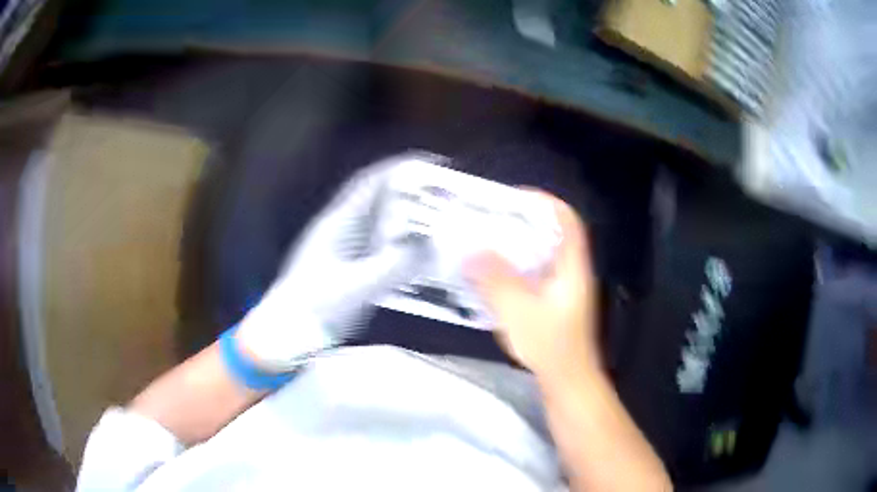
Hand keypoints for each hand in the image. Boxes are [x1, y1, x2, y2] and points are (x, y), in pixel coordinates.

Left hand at [235, 155, 426, 371]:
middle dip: (413, 193)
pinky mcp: (347, 267)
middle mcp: (340, 229)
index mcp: (337, 224)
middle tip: (448, 197)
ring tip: (441, 221)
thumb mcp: (355, 288)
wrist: (285, 334)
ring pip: (382, 223)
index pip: (371, 183)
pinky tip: (419, 253)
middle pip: (380, 199)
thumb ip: (393, 268)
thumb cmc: (312, 309)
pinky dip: (402, 243)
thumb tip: (432, 245)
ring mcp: (343, 248)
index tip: (434, 164)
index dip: (401, 167)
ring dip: (409, 218)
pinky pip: (381, 246)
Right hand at [466, 191, 599, 385]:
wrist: (567, 381)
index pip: (566, 219)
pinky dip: (513, 269)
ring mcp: (563, 290)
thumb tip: (471, 251)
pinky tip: (491, 278)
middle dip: (521, 223)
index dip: (544, 202)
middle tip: (489, 220)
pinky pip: (533, 275)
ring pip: (540, 256)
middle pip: (550, 234)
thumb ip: (494, 278)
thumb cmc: (549, 345)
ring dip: (514, 247)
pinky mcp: (553, 305)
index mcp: (571, 266)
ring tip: (485, 244)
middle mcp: (571, 272)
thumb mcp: (517, 310)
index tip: (512, 198)